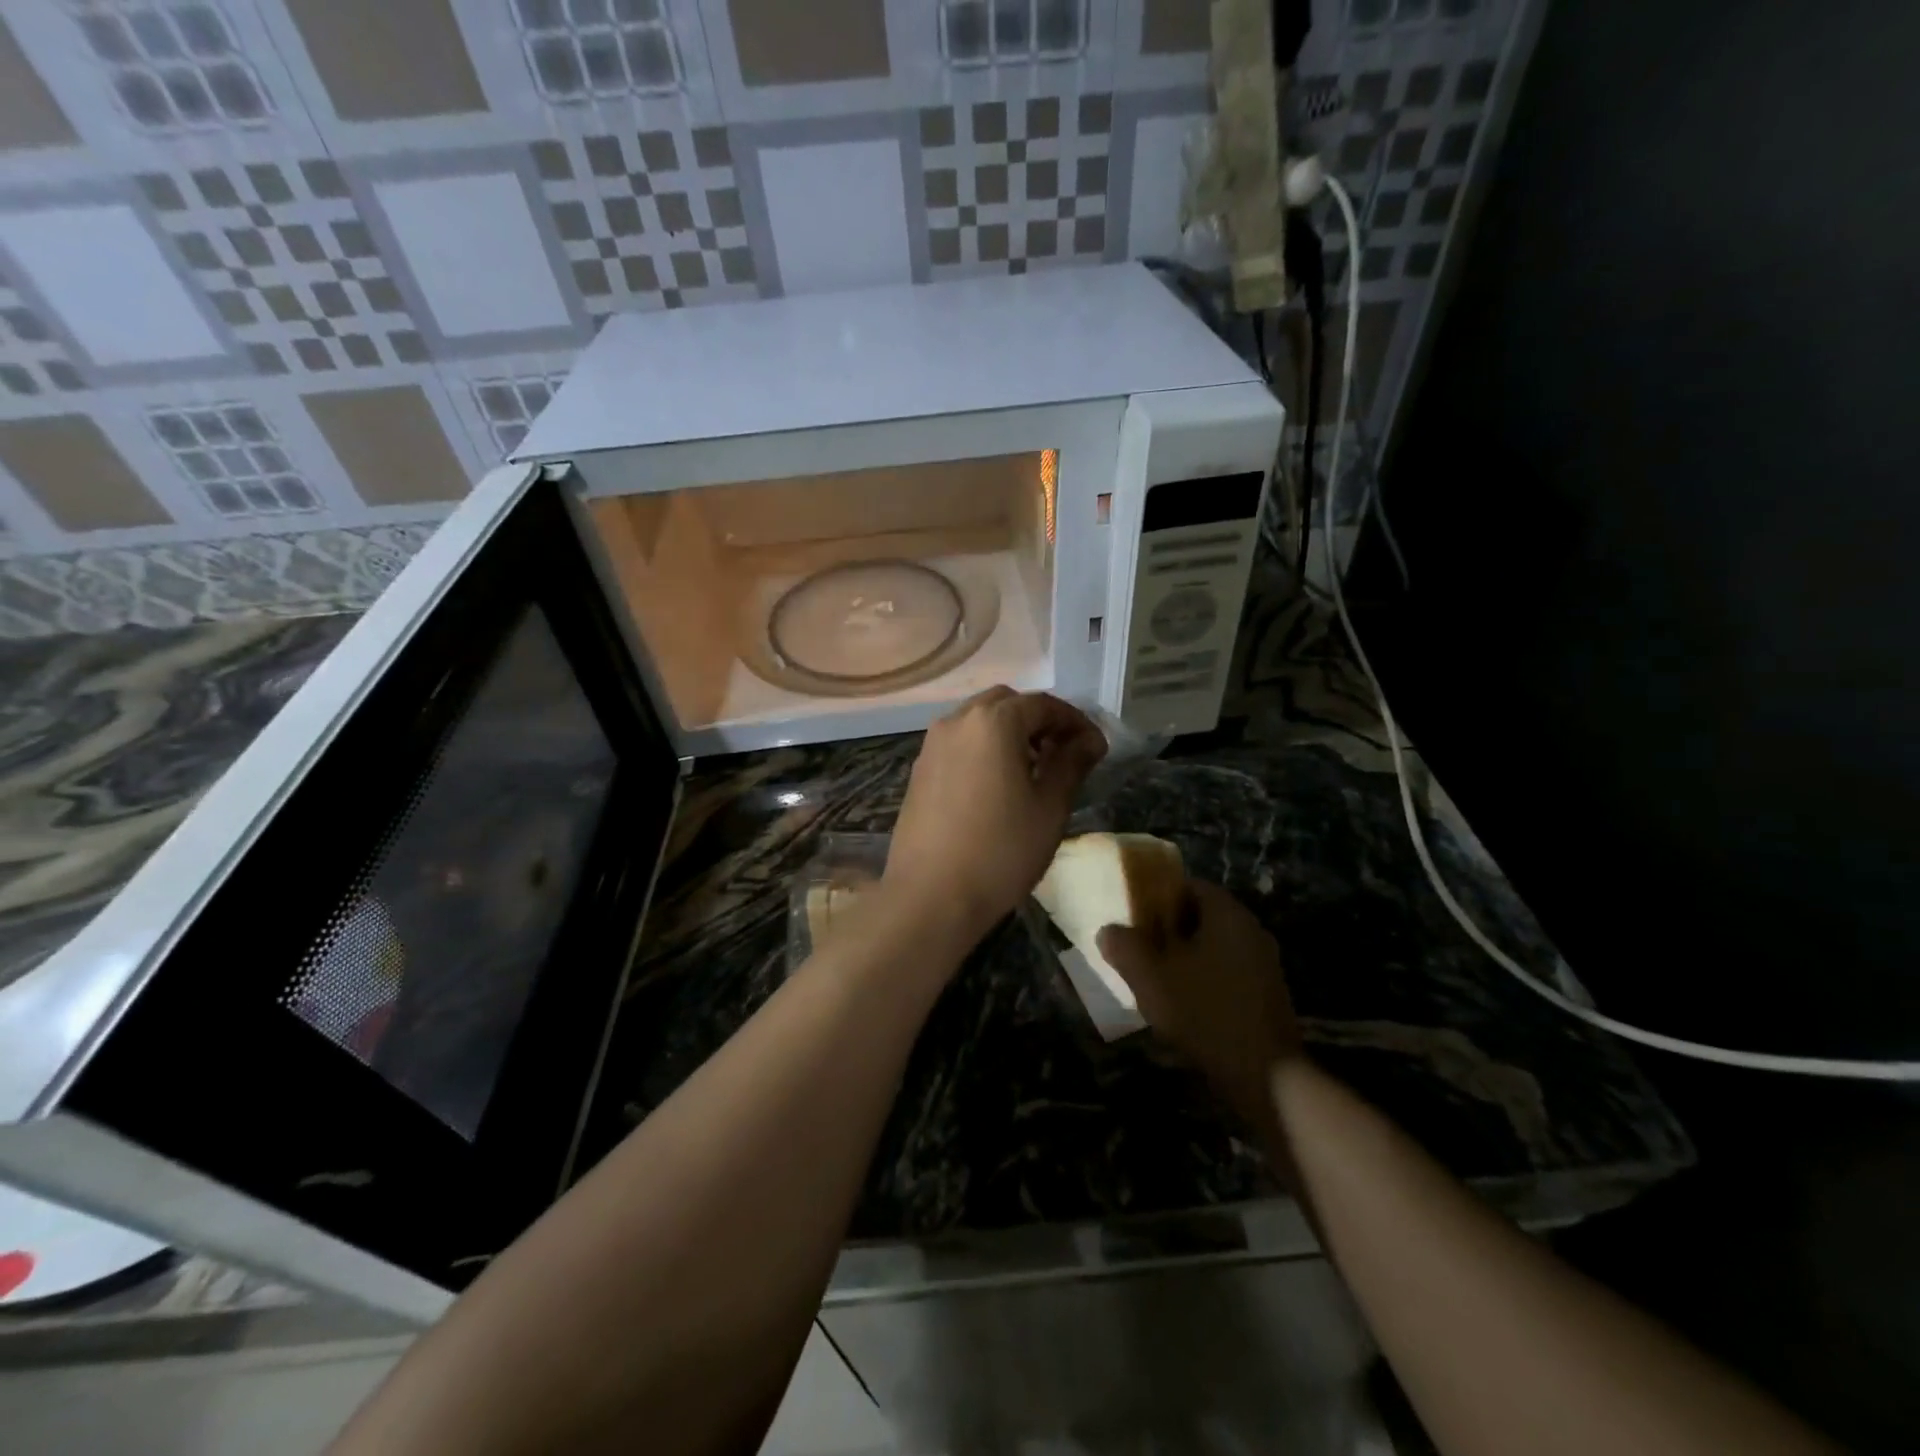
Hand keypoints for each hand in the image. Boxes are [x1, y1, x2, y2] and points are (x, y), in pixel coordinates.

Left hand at [885, 688, 1106, 944]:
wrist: (931, 896)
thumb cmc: (1001, 851)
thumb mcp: (1050, 807)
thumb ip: (1071, 764)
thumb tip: (1089, 740)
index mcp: (993, 721)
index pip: (1043, 704)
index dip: (1075, 721)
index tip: (1096, 748)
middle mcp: (957, 721)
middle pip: (1007, 703)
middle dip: (1039, 721)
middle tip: (1063, 754)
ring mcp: (932, 745)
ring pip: (978, 721)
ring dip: (1009, 733)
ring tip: (1033, 771)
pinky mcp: (919, 771)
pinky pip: (959, 744)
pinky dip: (984, 750)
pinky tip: (997, 786)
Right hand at [1097, 880, 1301, 1125]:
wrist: (1267, 1078)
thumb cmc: (1205, 1013)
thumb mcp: (1151, 978)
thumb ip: (1125, 947)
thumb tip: (1108, 931)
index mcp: (1228, 914)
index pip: (1189, 886)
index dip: (1157, 896)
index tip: (1133, 915)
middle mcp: (1251, 931)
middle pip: (1201, 916)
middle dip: (1167, 929)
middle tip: (1138, 946)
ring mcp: (1264, 964)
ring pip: (1214, 947)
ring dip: (1184, 957)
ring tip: (1155, 977)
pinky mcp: (1268, 995)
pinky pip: (1227, 972)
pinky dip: (1203, 978)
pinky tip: (1183, 1003)